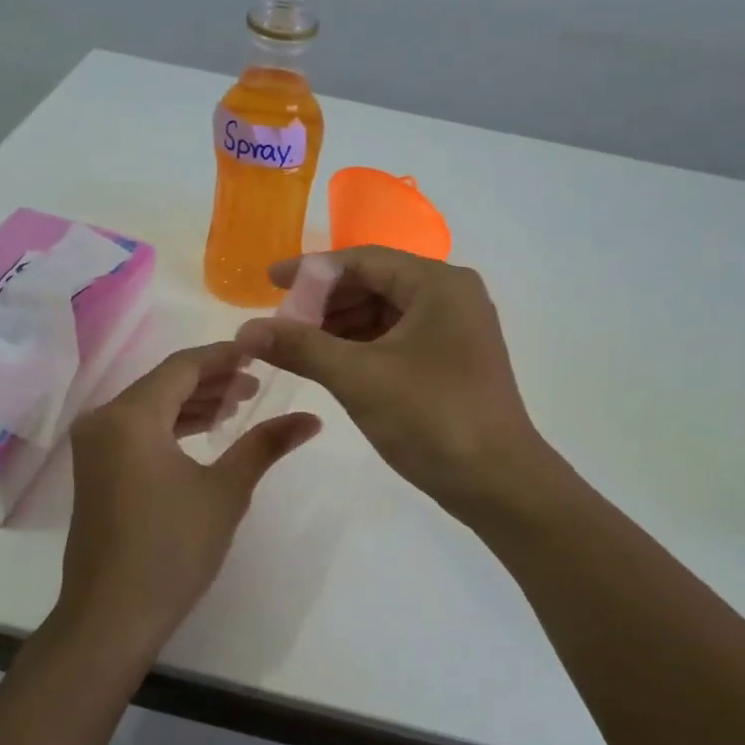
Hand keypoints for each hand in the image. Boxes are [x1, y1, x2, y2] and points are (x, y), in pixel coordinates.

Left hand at [55, 343, 320, 663]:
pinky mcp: (94, 469)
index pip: (183, 366)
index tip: (261, 350)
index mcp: (131, 416)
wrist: (111, 617)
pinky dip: (171, 425)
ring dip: (193, 402)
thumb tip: (312, 419)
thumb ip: (265, 445)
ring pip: (150, 406)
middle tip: (257, 383)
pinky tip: (204, 433)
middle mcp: (104, 420)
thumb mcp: (226, 492)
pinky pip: (137, 429)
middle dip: (212, 379)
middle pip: (164, 382)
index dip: (225, 355)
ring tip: (239, 406)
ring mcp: (94, 446)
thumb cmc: (172, 550)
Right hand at [235, 247, 546, 513]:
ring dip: (340, 326)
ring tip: (297, 346)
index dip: (311, 270)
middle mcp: (451, 296)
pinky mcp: (452, 359)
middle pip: (374, 283)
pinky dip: (362, 347)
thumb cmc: (431, 418)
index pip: (363, 260)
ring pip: (384, 313)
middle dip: (324, 302)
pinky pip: (397, 339)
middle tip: (280, 323)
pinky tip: (331, 363)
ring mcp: (455, 329)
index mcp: (437, 284)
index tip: (268, 282)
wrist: (498, 483)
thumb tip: (245, 330)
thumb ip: (301, 347)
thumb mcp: (359, 378)